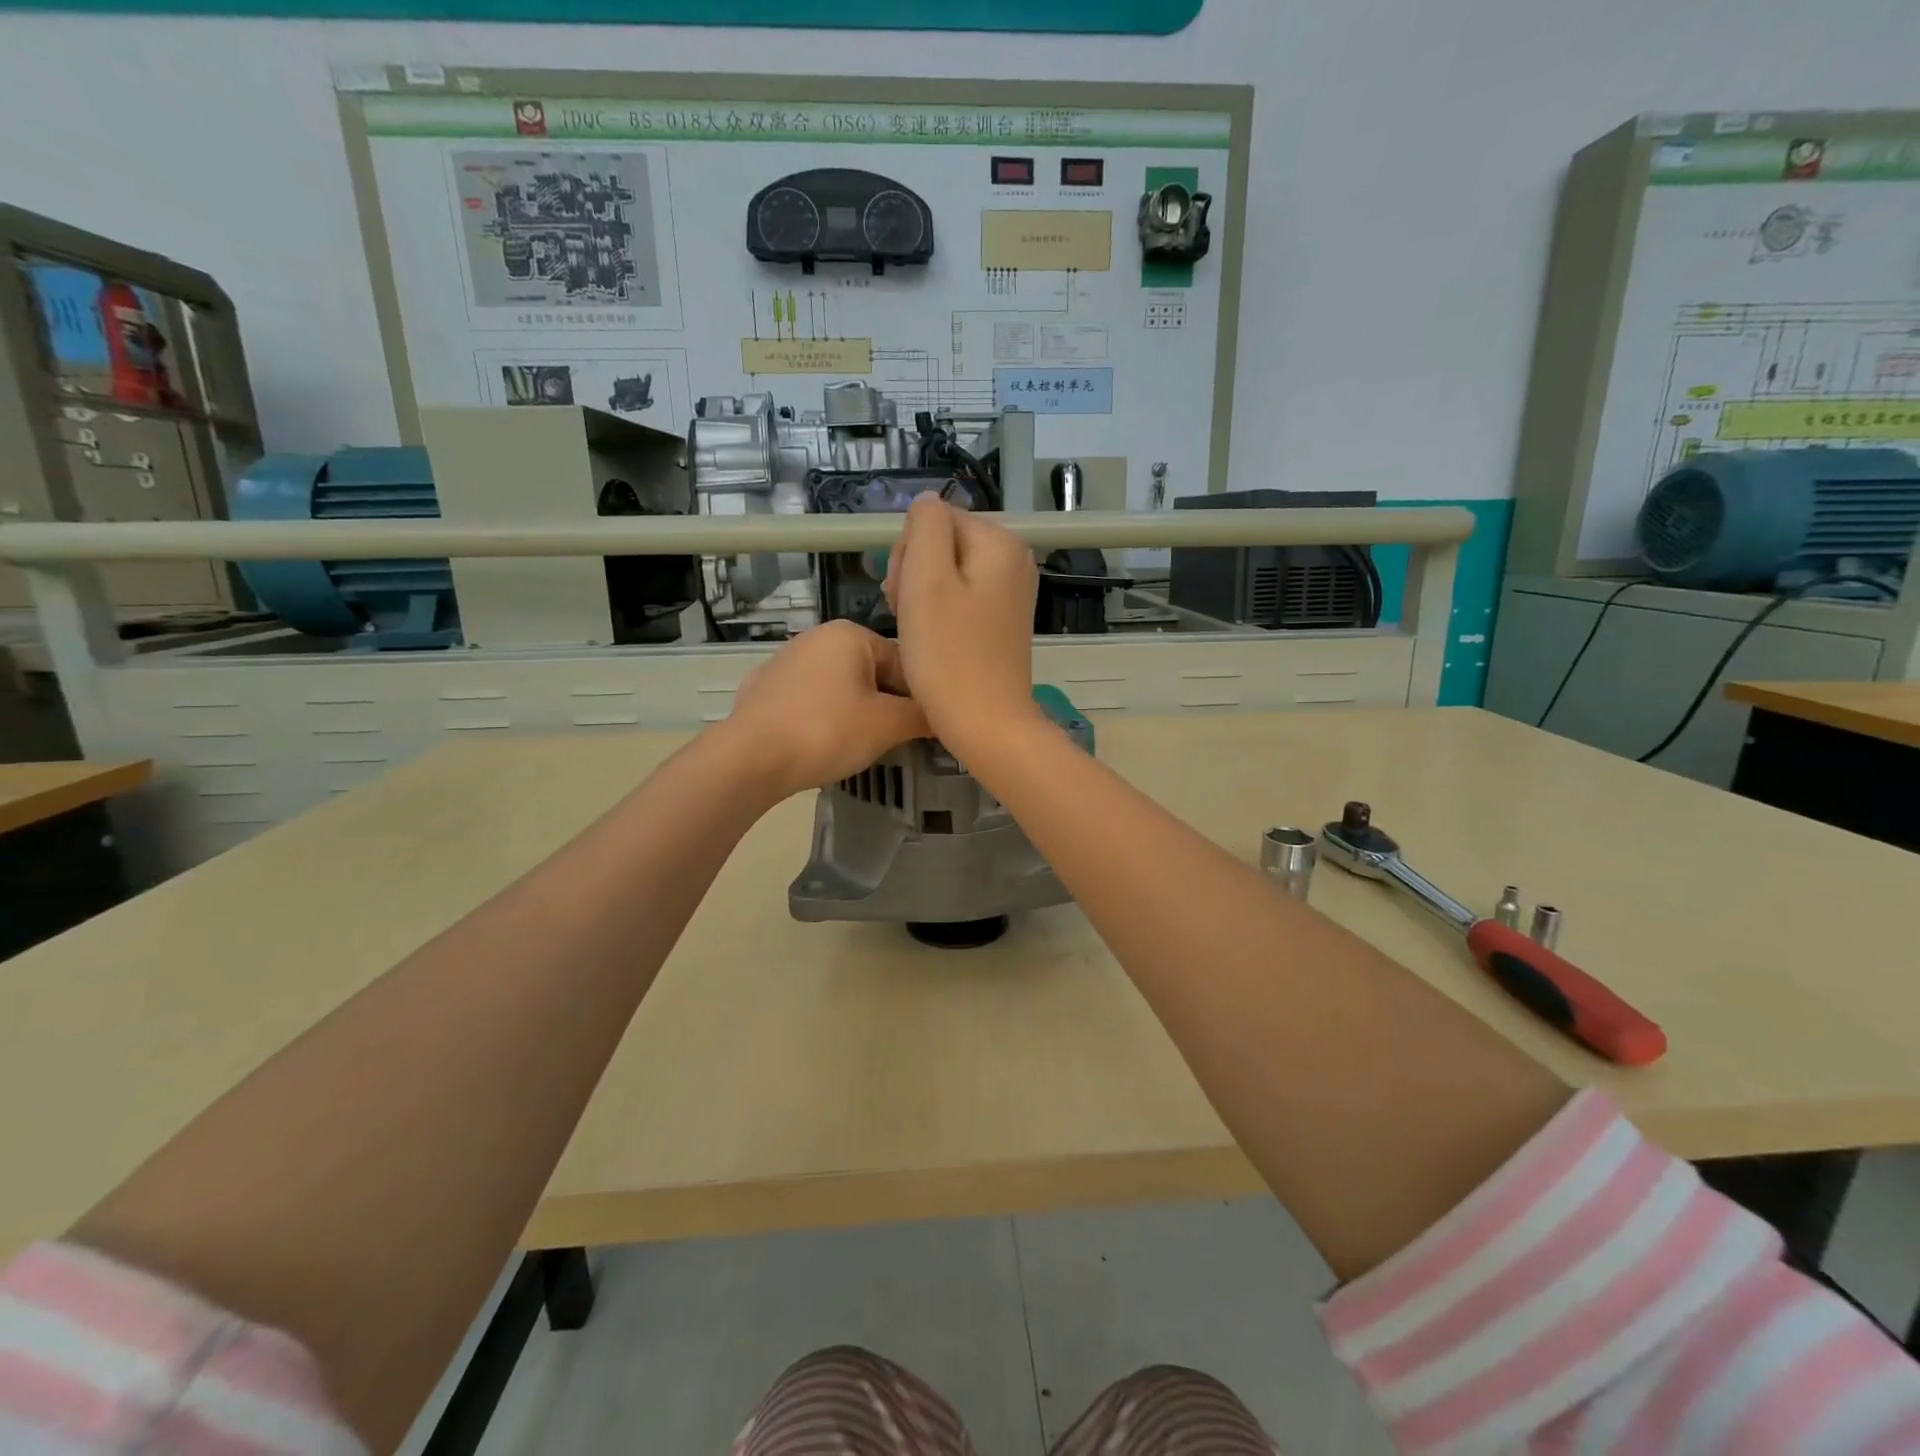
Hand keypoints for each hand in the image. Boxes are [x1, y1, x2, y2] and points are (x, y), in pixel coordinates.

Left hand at [725, 620, 930, 798]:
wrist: (750, 758)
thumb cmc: (827, 732)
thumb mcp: (888, 725)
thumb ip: (923, 716)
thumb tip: (946, 715)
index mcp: (851, 633)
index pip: (906, 662)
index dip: (920, 698)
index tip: (924, 729)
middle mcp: (818, 636)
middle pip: (873, 673)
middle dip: (887, 705)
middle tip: (892, 740)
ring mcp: (786, 660)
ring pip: (842, 687)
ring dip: (857, 712)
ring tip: (858, 745)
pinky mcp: (765, 688)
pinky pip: (811, 700)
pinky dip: (824, 718)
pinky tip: (822, 743)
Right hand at [883, 496, 1041, 756]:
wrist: (986, 723)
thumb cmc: (949, 653)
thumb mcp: (926, 578)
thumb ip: (925, 526)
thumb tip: (927, 503)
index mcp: (1000, 542)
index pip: (935, 520)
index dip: (908, 553)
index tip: (903, 594)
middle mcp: (1014, 560)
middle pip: (944, 544)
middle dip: (915, 573)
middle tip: (906, 614)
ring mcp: (1011, 593)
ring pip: (948, 574)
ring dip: (922, 596)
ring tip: (916, 630)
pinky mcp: (1003, 622)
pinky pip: (962, 600)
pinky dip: (940, 615)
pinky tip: (934, 640)